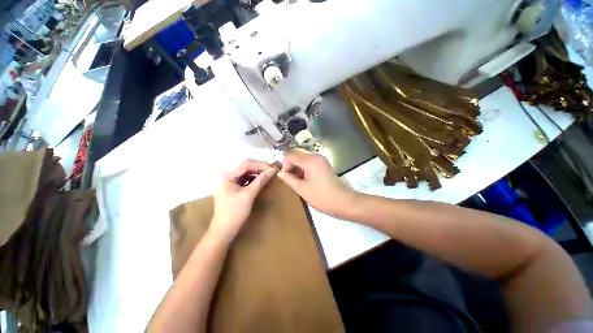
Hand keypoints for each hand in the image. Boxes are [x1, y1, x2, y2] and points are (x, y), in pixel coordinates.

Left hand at [210, 160, 276, 241]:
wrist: (224, 231)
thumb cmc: (235, 213)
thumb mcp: (249, 195)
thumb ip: (261, 180)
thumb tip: (272, 170)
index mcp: (227, 176)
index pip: (245, 164)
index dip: (260, 165)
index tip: (272, 168)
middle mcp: (226, 175)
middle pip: (245, 166)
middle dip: (259, 167)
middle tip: (271, 171)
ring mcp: (228, 181)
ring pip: (245, 172)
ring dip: (256, 172)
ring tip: (267, 175)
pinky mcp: (231, 187)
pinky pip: (244, 178)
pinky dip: (252, 178)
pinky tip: (260, 180)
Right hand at [277, 150, 357, 217]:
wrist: (344, 202)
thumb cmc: (322, 197)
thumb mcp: (302, 189)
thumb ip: (289, 179)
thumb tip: (280, 173)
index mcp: (310, 161)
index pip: (291, 155)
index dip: (284, 164)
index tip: (285, 175)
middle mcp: (315, 156)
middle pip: (297, 154)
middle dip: (290, 164)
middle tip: (289, 177)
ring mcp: (321, 160)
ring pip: (303, 158)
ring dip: (297, 166)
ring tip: (296, 179)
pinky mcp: (324, 165)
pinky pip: (310, 161)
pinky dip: (304, 167)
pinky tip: (304, 178)